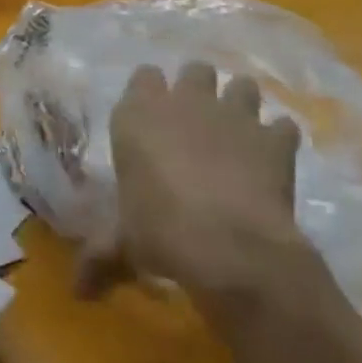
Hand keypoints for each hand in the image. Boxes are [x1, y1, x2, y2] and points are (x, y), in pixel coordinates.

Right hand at [77, 62, 309, 305]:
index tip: (154, 116)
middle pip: (196, 70)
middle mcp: (185, 100)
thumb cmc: (160, 230)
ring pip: (243, 86)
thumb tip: (78, 292)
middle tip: (198, 121)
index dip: (151, 93)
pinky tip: (275, 160)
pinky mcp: (273, 139)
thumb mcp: (124, 243)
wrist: (227, 243)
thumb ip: (102, 254)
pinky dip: (280, 139)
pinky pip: (283, 126)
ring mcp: (233, 114)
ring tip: (240, 133)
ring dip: (242, 104)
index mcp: (140, 112)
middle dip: (199, 89)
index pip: (144, 76)